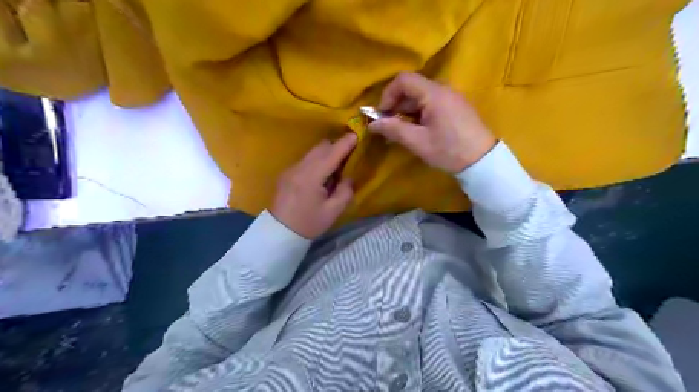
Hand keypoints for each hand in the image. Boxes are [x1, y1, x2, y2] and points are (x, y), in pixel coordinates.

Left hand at [269, 133, 354, 239]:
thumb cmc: (308, 223)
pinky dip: (317, 160)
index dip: (345, 143)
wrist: (279, 232)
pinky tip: (322, 174)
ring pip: (312, 152)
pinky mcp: (287, 173)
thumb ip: (345, 191)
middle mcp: (300, 167)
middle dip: (336, 146)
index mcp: (312, 176)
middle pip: (321, 147)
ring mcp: (291, 169)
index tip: (357, 134)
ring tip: (337, 165)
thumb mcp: (333, 212)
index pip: (332, 154)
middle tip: (350, 154)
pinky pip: (306, 160)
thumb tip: (348, 178)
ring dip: (326, 153)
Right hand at [367, 72, 493, 173]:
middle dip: (396, 104)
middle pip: (412, 87)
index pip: (403, 80)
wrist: (483, 161)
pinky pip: (431, 103)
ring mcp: (451, 97)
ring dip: (406, 111)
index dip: (388, 95)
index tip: (381, 115)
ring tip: (401, 131)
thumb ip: (393, 129)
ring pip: (421, 96)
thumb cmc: (448, 150)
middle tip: (388, 126)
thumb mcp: (418, 142)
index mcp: (434, 93)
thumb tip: (372, 124)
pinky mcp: (455, 107)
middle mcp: (443, 89)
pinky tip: (417, 130)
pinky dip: (418, 113)